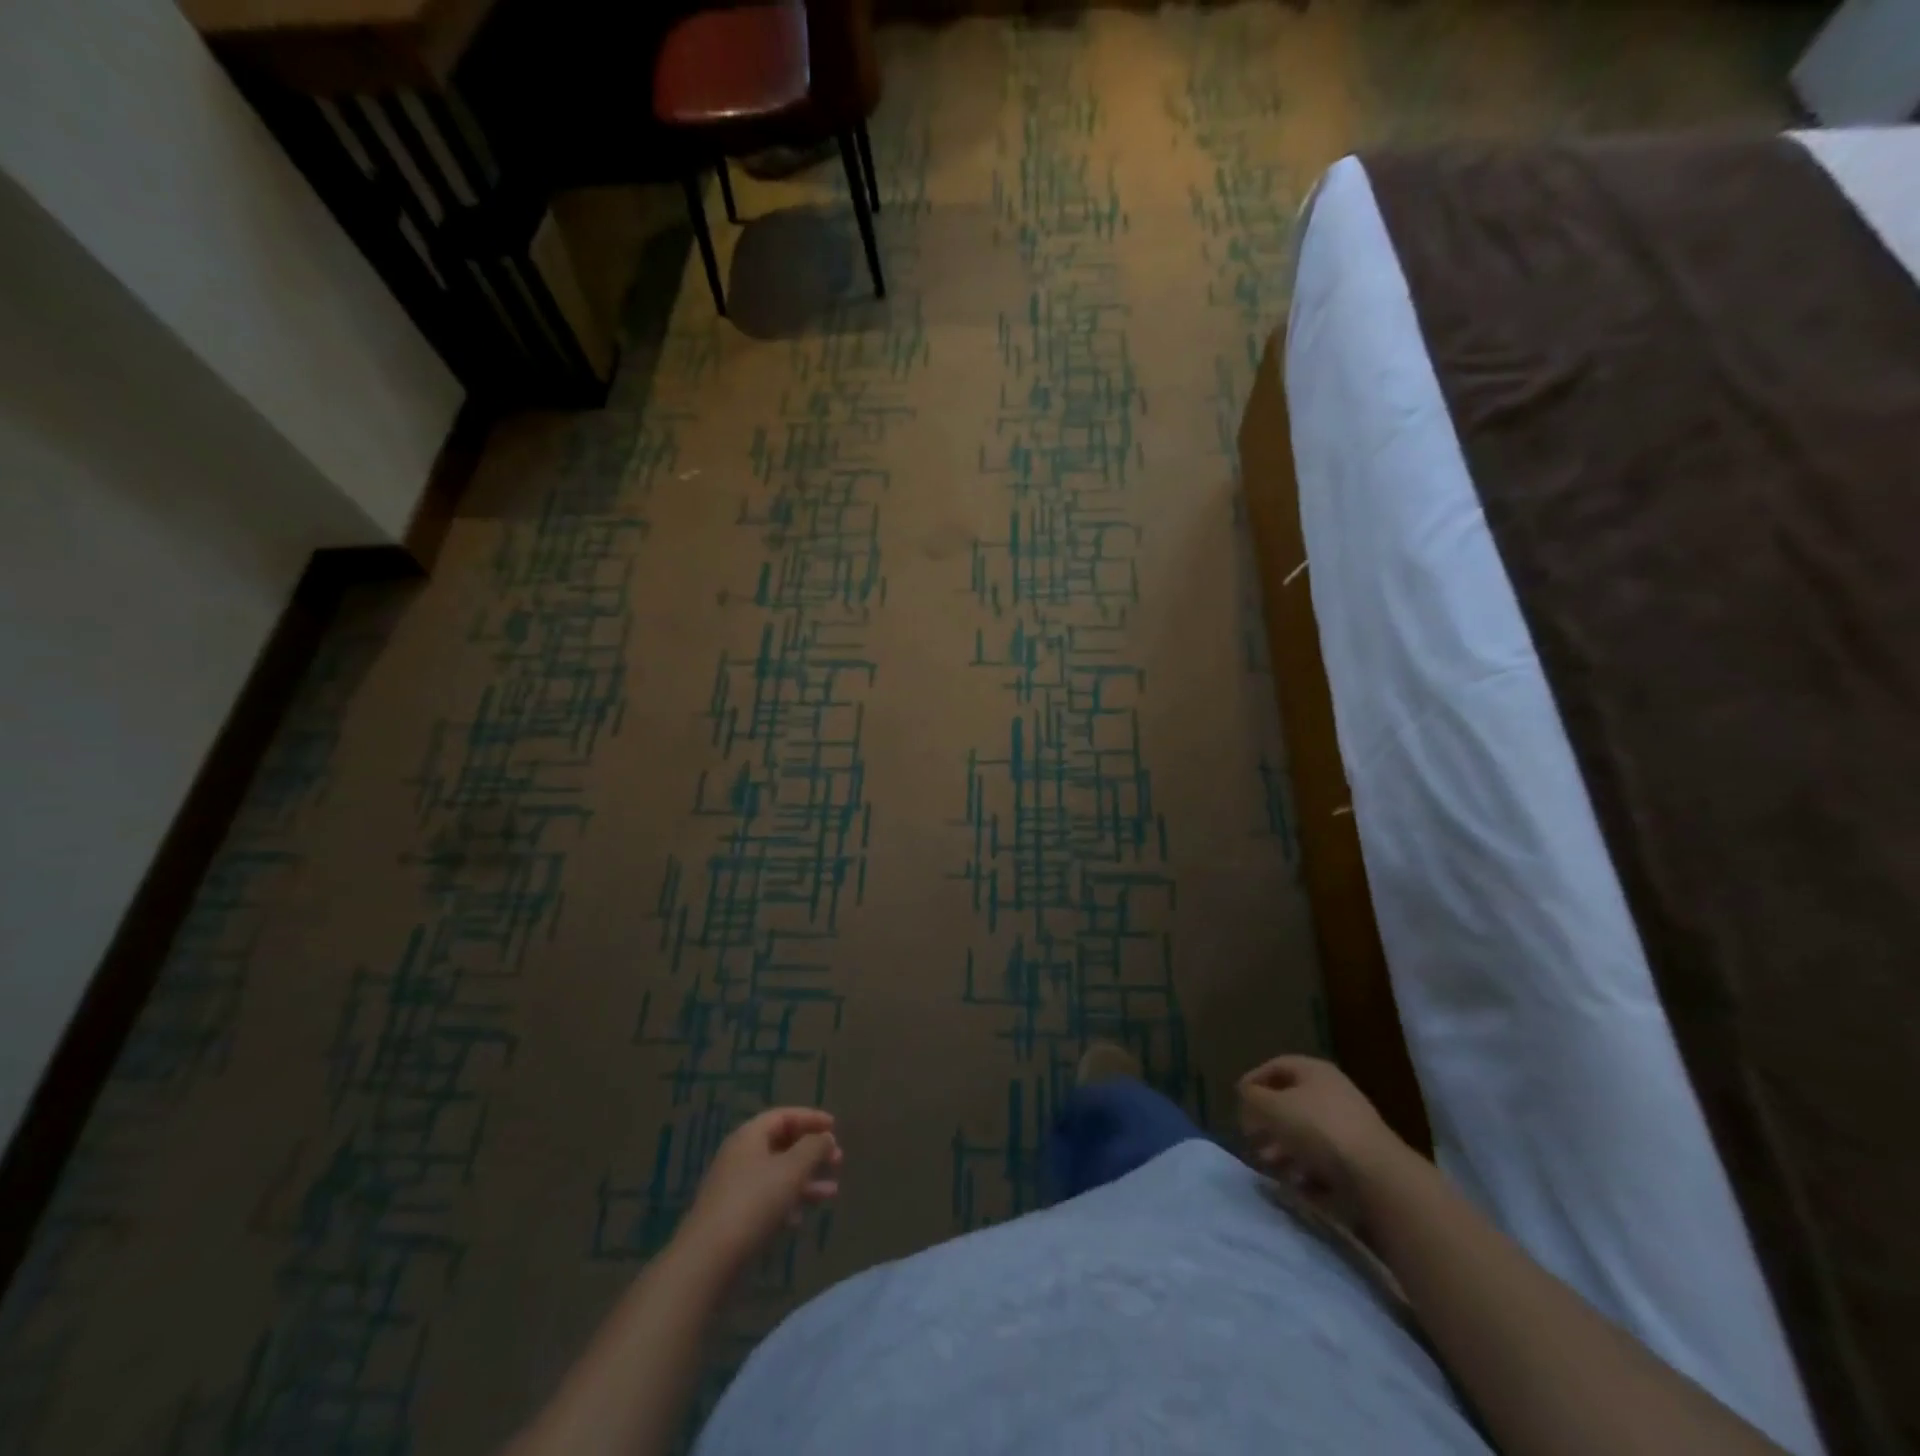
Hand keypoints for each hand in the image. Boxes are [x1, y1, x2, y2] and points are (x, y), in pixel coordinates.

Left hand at [678, 1108, 842, 1274]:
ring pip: (778, 1174)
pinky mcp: (733, 1216)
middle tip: (838, 1160)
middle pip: (782, 1144)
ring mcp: (735, 1187)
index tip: (835, 1127)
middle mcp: (740, 1155)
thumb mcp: (791, 1170)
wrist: (707, 1260)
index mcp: (749, 1136)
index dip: (811, 1118)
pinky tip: (802, 1218)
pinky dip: (788, 1201)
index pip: (784, 1116)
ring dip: (806, 1180)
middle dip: (812, 1152)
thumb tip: (825, 1137)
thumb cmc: (753, 1203)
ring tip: (832, 1192)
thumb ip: (813, 1148)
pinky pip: (767, 1198)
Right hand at [1238, 1056, 1410, 1230]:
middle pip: (1290, 1103)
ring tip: (1270, 1167)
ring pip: (1306, 1134)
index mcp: (1314, 1071)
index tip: (1238, 1102)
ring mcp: (1349, 1127)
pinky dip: (1307, 1170)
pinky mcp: (1360, 1160)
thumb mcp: (1272, 1107)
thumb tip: (1246, 1095)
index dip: (1254, 1081)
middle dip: (1267, 1123)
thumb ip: (1252, 1097)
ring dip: (1283, 1150)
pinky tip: (1297, 1184)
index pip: (1276, 1066)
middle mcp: (1333, 1093)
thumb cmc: (1318, 1129)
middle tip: (1251, 1140)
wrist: (1377, 1176)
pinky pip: (1325, 1159)